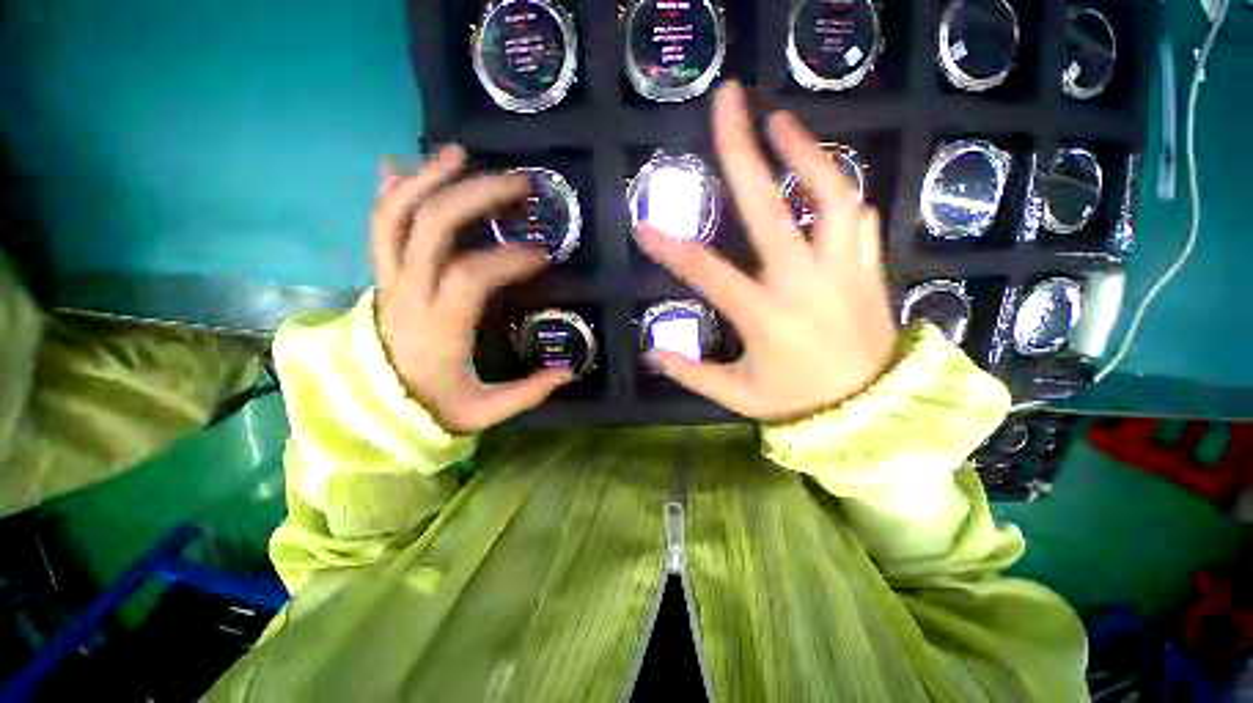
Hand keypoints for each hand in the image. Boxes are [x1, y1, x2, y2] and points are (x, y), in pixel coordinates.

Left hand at [372, 146, 572, 433]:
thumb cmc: (432, 409)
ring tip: (459, 154)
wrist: (370, 413)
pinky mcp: (382, 278)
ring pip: (396, 215)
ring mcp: (389, 281)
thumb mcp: (485, 412)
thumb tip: (569, 371)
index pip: (471, 275)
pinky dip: (390, 193)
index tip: (546, 254)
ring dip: (428, 178)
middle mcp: (407, 294)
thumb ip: (528, 392)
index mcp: (438, 327)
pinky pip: (378, 227)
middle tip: (519, 183)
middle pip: (432, 226)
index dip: (510, 258)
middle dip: (476, 195)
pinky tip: (403, 167)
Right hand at [637, 82, 897, 421]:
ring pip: (832, 194)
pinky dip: (839, 190)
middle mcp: (804, 282)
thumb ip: (693, 373)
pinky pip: (858, 216)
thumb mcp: (737, 396)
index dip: (673, 248)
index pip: (709, 274)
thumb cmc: (797, 403)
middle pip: (770, 208)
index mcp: (765, 317)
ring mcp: (843, 269)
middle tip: (728, 103)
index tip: (644, 225)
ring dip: (805, 151)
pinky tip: (822, 175)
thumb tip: (652, 351)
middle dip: (743, 151)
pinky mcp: (868, 268)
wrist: (872, 410)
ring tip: (781, 120)